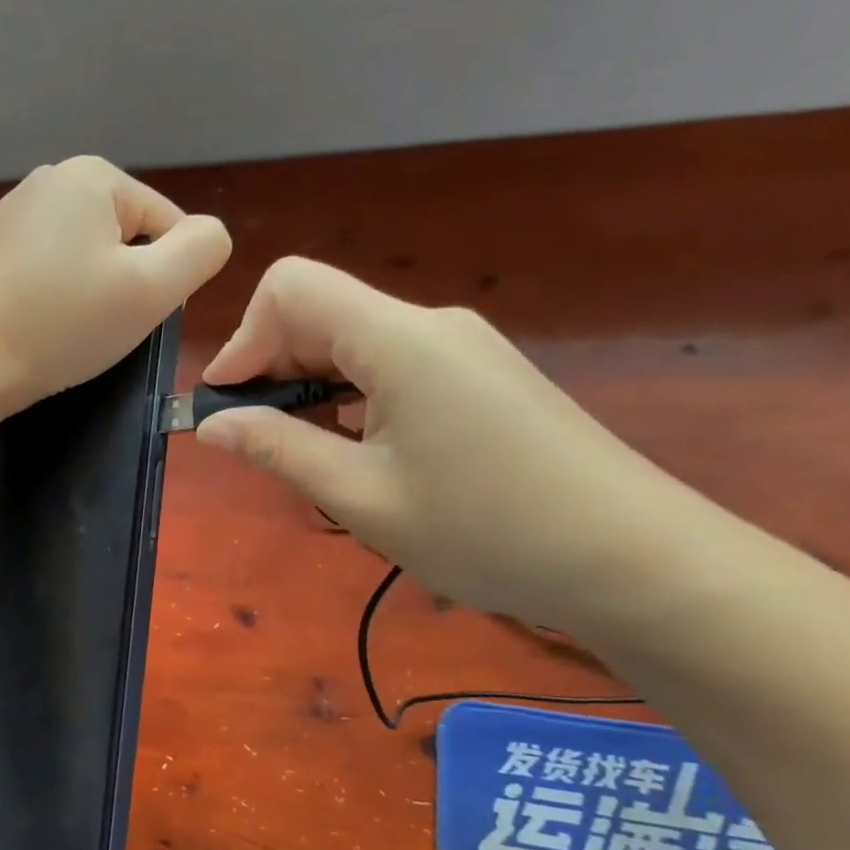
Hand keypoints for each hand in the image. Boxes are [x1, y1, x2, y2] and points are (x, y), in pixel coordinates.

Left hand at [0, 157, 230, 414]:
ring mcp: (8, 213)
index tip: (132, 312)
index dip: (164, 275)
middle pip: (121, 235)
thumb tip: (207, 234)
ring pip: (81, 253)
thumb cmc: (66, 323)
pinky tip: (35, 322)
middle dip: (123, 279)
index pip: (165, 222)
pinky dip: (50, 293)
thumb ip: (202, 249)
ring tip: (66, 326)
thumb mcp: (154, 288)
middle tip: (100, 323)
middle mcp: (47, 179)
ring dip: (87, 289)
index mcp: (91, 174)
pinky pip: (42, 267)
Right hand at [196, 257, 715, 631]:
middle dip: (272, 367)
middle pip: (321, 311)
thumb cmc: (486, 530)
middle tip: (259, 443)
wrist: (635, 560)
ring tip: (307, 455)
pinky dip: (351, 395)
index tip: (230, 407)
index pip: (291, 289)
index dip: (244, 340)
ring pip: (354, 340)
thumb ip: (278, 449)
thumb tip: (213, 425)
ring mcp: (462, 348)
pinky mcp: (480, 375)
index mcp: (398, 339)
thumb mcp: (361, 496)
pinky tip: (358, 450)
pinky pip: (391, 364)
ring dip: (310, 386)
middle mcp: (430, 325)